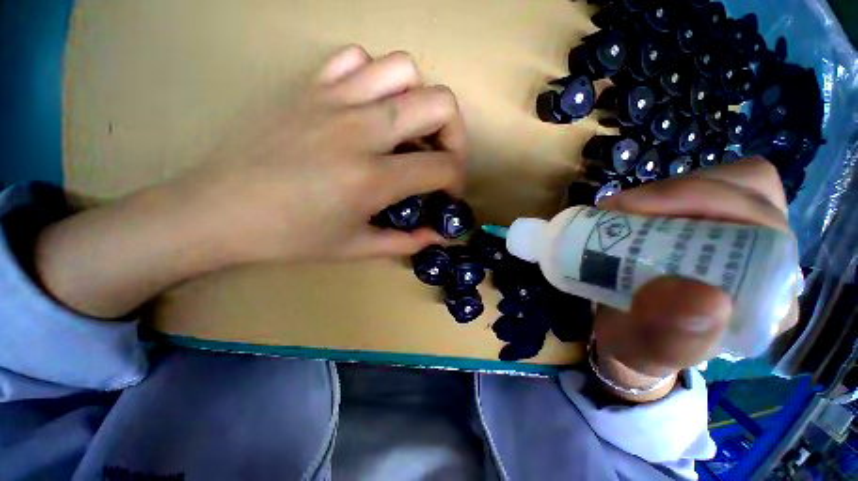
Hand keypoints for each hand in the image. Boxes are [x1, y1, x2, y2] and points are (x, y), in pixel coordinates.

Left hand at [34, 46, 468, 318]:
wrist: (218, 212)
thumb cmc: (291, 238)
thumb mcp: (357, 248)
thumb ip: (406, 242)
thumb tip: (440, 235)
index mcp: (372, 178)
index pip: (442, 166)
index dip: (457, 180)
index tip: (449, 192)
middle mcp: (360, 130)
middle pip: (440, 103)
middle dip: (456, 134)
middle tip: (443, 157)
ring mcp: (333, 100)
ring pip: (404, 69)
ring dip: (420, 101)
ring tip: (410, 131)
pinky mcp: (309, 87)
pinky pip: (357, 60)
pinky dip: (376, 79)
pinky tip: (369, 108)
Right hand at [593, 158, 798, 401]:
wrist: (625, 337)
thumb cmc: (639, 349)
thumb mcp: (644, 353)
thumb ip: (671, 338)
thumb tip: (704, 296)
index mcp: (766, 298)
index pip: (766, 229)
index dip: (708, 206)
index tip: (634, 213)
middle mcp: (764, 260)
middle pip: (750, 193)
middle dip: (683, 193)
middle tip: (621, 208)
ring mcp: (737, 238)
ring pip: (728, 183)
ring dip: (670, 191)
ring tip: (623, 211)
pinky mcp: (707, 226)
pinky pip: (702, 189)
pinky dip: (662, 194)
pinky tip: (632, 212)